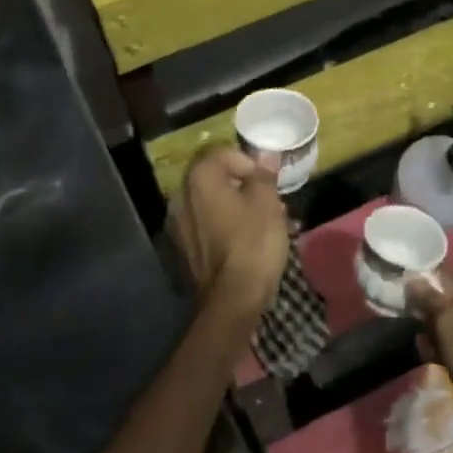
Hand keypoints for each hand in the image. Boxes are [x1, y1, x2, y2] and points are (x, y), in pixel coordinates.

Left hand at [168, 148, 289, 320]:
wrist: (233, 299)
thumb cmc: (252, 241)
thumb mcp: (267, 201)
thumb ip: (263, 174)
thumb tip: (265, 155)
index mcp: (199, 178)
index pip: (223, 153)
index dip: (249, 162)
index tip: (268, 180)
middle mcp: (182, 195)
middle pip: (217, 178)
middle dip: (246, 185)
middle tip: (271, 199)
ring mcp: (180, 224)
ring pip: (215, 202)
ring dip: (240, 205)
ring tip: (268, 220)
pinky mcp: (187, 247)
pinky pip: (210, 225)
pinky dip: (229, 225)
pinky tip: (251, 239)